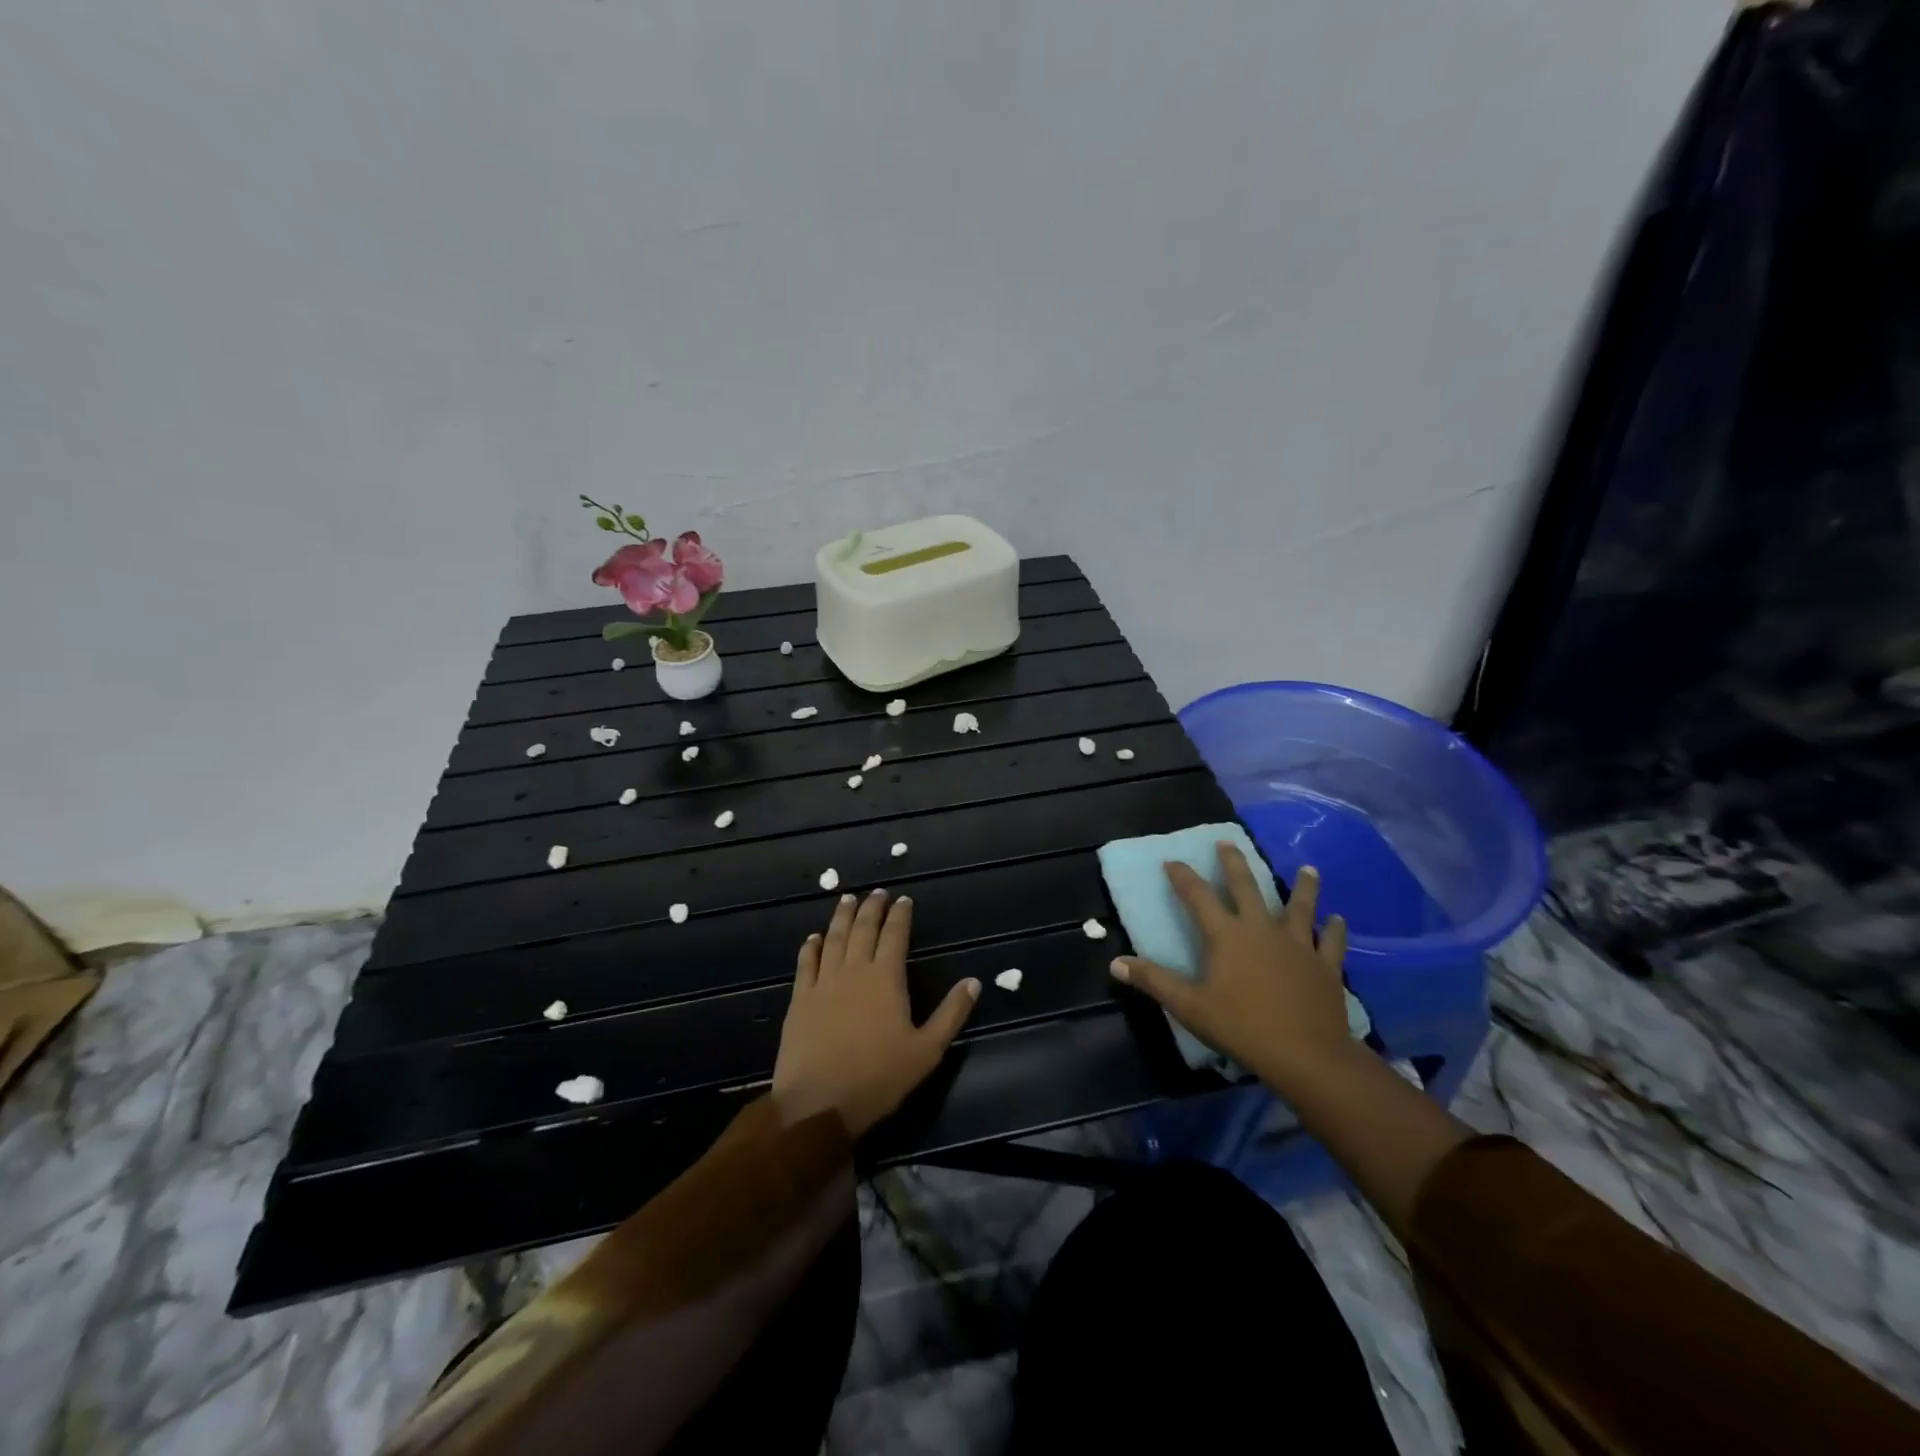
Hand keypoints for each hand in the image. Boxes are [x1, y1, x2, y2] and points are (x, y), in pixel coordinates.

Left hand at [772, 889, 980, 1134]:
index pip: (895, 936)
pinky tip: (814, 937)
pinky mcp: (800, 999)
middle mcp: (854, 971)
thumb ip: (951, 1014)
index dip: (900, 915)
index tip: (904, 900)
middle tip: (877, 892)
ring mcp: (823, 983)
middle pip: (863, 929)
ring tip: (847, 899)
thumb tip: (974, 981)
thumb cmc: (878, 1078)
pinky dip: (811, 946)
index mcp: (886, 978)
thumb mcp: (927, 1050)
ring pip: (834, 939)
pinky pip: (805, 963)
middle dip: (871, 908)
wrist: (818, 1103)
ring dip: (842, 917)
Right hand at [1109, 844, 1353, 1095]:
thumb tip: (1116, 964)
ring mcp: (1298, 944)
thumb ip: (1153, 981)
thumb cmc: (1241, 1027)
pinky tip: (1339, 919)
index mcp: (1226, 935)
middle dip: (1234, 863)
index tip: (1171, 861)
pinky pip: (1331, 941)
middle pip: (1246, 887)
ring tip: (1307, 868)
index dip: (1182, 876)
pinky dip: (1335, 929)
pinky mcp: (1325, 965)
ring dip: (1302, 887)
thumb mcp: (1189, 1006)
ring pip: (1299, 907)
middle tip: (1228, 843)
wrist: (1306, 1055)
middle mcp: (1261, 928)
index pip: (1197, 896)